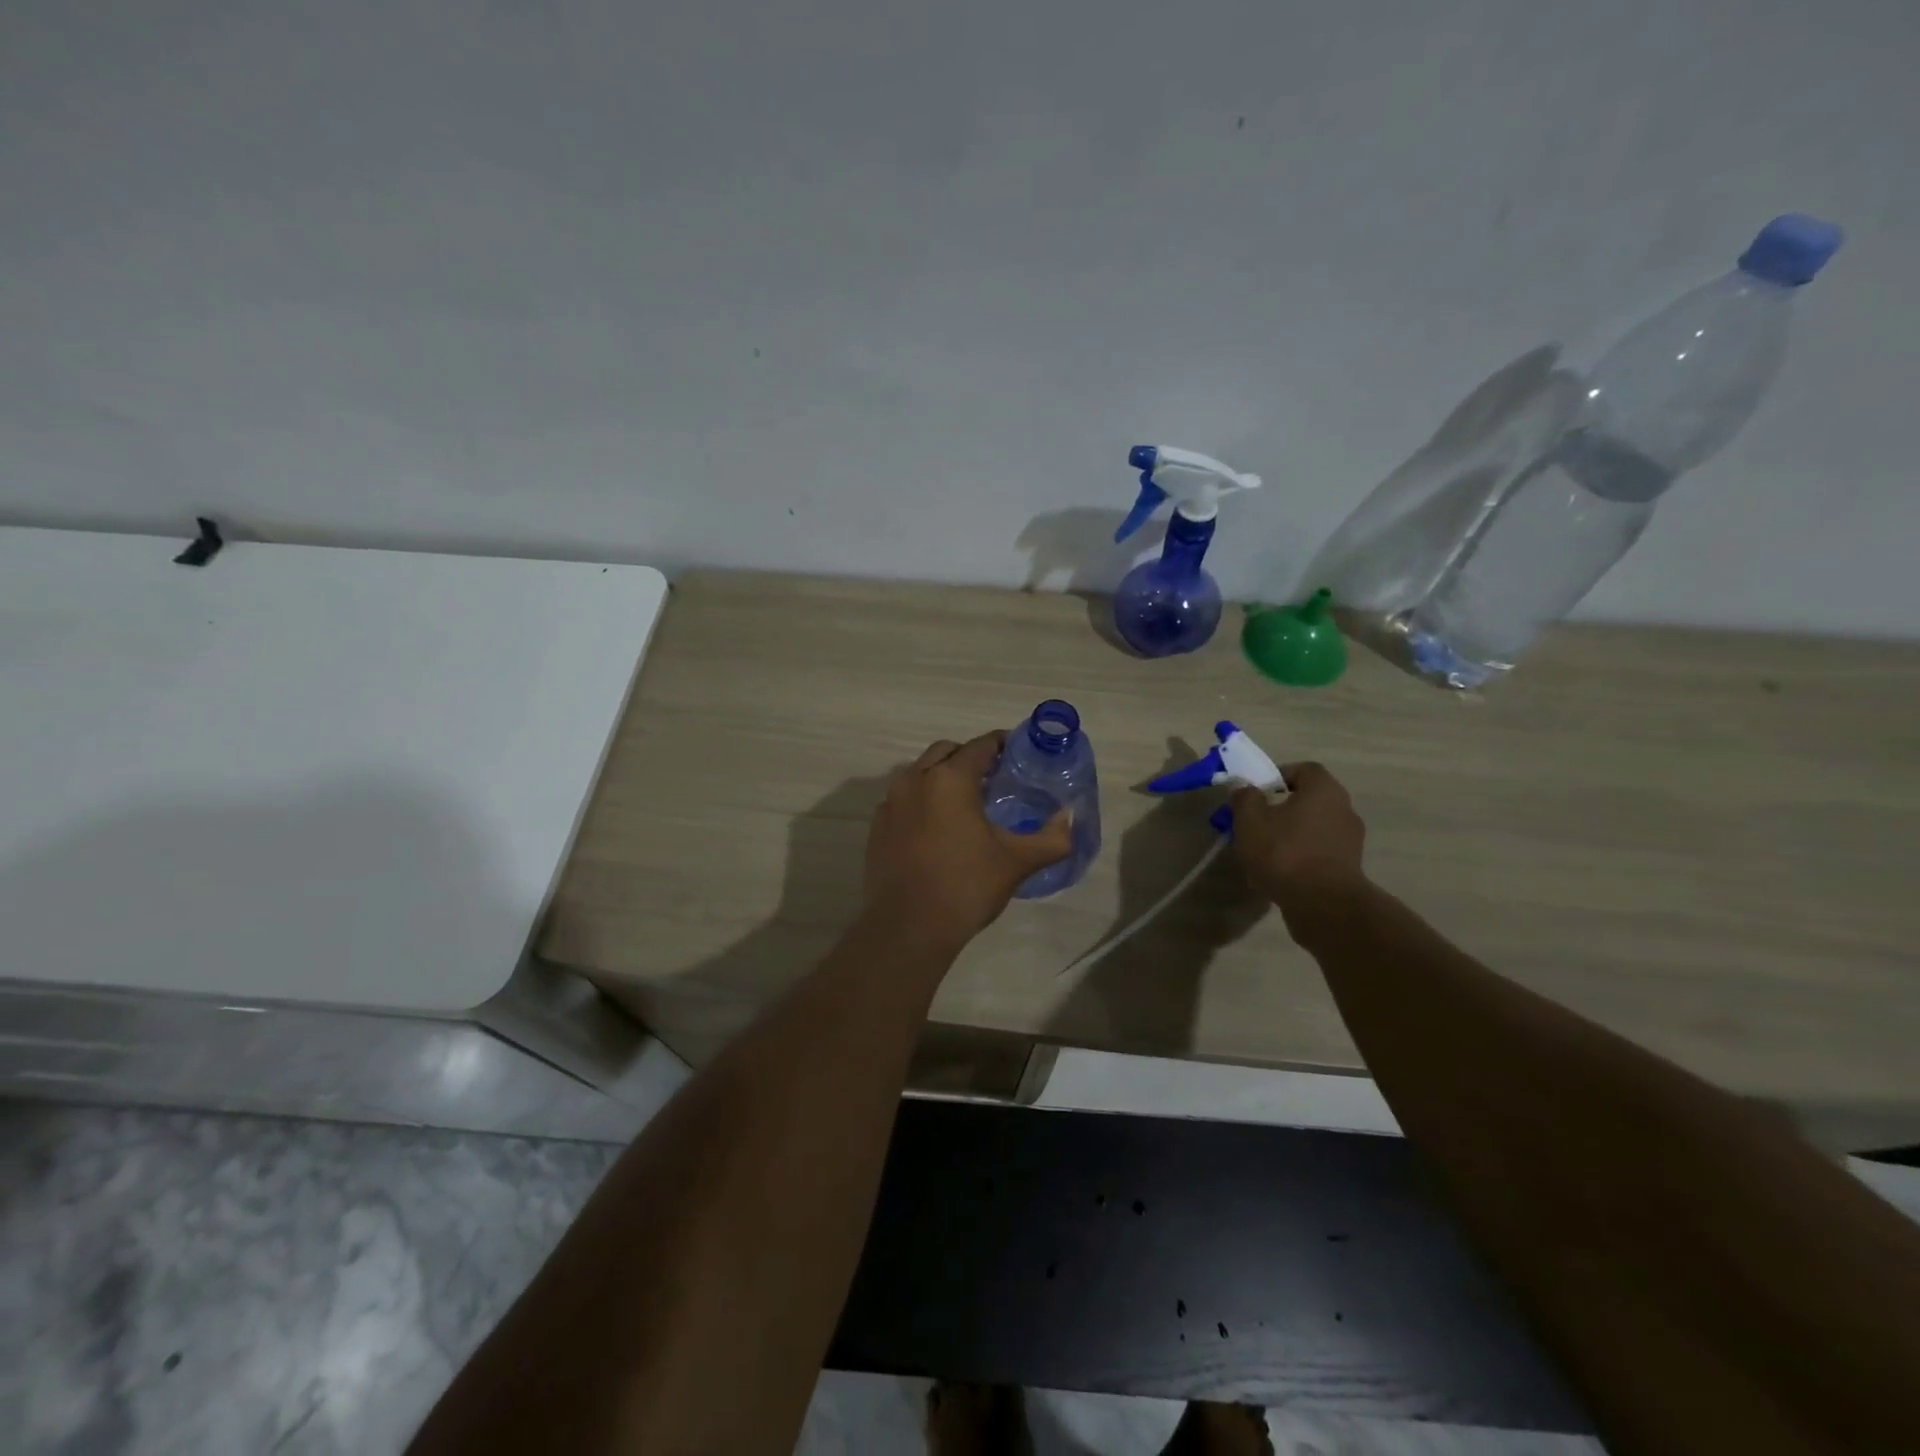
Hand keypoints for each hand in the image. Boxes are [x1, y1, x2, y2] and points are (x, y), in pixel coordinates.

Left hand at [864, 732, 1073, 947]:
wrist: (909, 928)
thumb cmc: (966, 887)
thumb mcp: (1017, 862)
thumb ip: (1052, 838)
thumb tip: (1069, 819)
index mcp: (950, 779)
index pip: (980, 745)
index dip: (1002, 744)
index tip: (1018, 753)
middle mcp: (915, 779)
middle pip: (946, 752)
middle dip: (970, 758)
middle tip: (993, 779)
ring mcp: (890, 803)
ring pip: (920, 774)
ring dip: (942, 778)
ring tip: (965, 804)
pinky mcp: (877, 827)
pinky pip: (903, 800)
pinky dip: (921, 802)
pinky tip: (936, 830)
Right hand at [1230, 762, 1367, 922]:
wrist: (1323, 905)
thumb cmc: (1284, 852)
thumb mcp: (1250, 820)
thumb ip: (1245, 797)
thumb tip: (1244, 787)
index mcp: (1324, 790)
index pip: (1304, 769)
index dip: (1278, 776)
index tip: (1257, 792)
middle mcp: (1344, 809)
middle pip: (1309, 799)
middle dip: (1281, 808)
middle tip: (1256, 822)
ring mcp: (1350, 841)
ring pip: (1313, 827)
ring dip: (1291, 834)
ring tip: (1264, 851)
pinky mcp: (1349, 868)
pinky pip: (1319, 852)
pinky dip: (1301, 856)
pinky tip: (1280, 872)